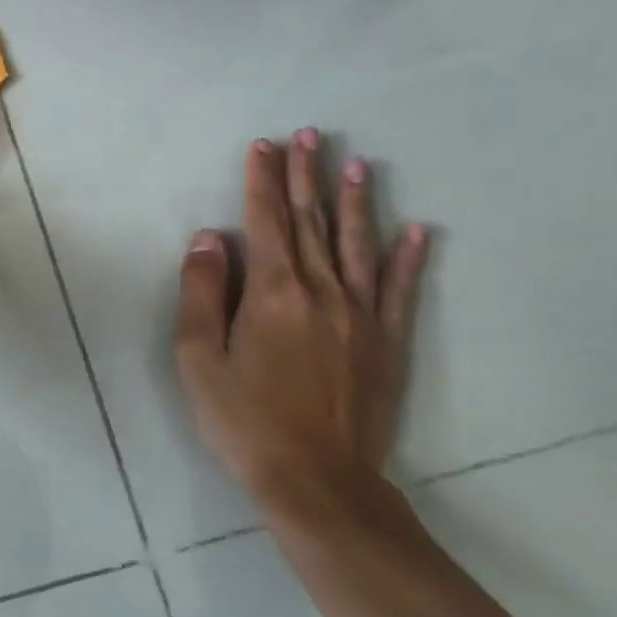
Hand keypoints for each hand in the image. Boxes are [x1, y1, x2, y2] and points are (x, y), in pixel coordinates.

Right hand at [173, 129, 429, 523]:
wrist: (315, 480)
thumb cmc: (243, 418)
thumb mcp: (198, 357)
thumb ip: (202, 291)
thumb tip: (210, 238)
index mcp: (273, 292)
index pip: (265, 221)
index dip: (262, 181)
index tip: (263, 146)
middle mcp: (321, 292)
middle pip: (312, 222)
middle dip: (305, 176)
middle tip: (308, 135)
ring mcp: (361, 317)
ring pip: (358, 246)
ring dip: (355, 202)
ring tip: (356, 164)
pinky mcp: (387, 344)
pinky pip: (400, 291)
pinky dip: (409, 258)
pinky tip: (418, 230)